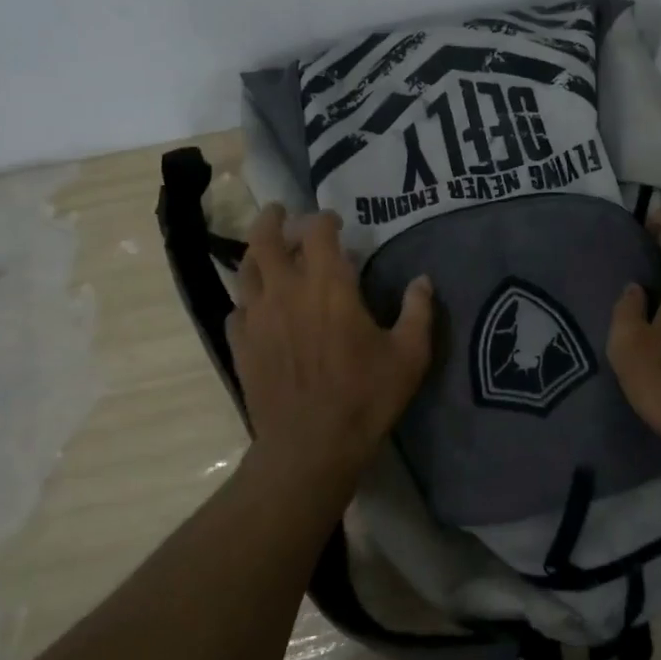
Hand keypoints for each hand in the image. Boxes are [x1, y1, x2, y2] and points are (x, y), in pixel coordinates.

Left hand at [229, 205, 434, 483]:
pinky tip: (256, 309)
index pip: (318, 232)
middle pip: (267, 239)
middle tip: (281, 213)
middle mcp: (286, 290)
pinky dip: (247, 301)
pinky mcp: (241, 345)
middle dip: (273, 220)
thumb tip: (423, 281)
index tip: (334, 222)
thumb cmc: (365, 397)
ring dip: (256, 254)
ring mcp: (257, 317)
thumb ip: (418, 312)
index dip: (325, 220)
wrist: (310, 446)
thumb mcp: (408, 355)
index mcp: (328, 285)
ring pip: (246, 270)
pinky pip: (237, 310)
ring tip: (266, 252)